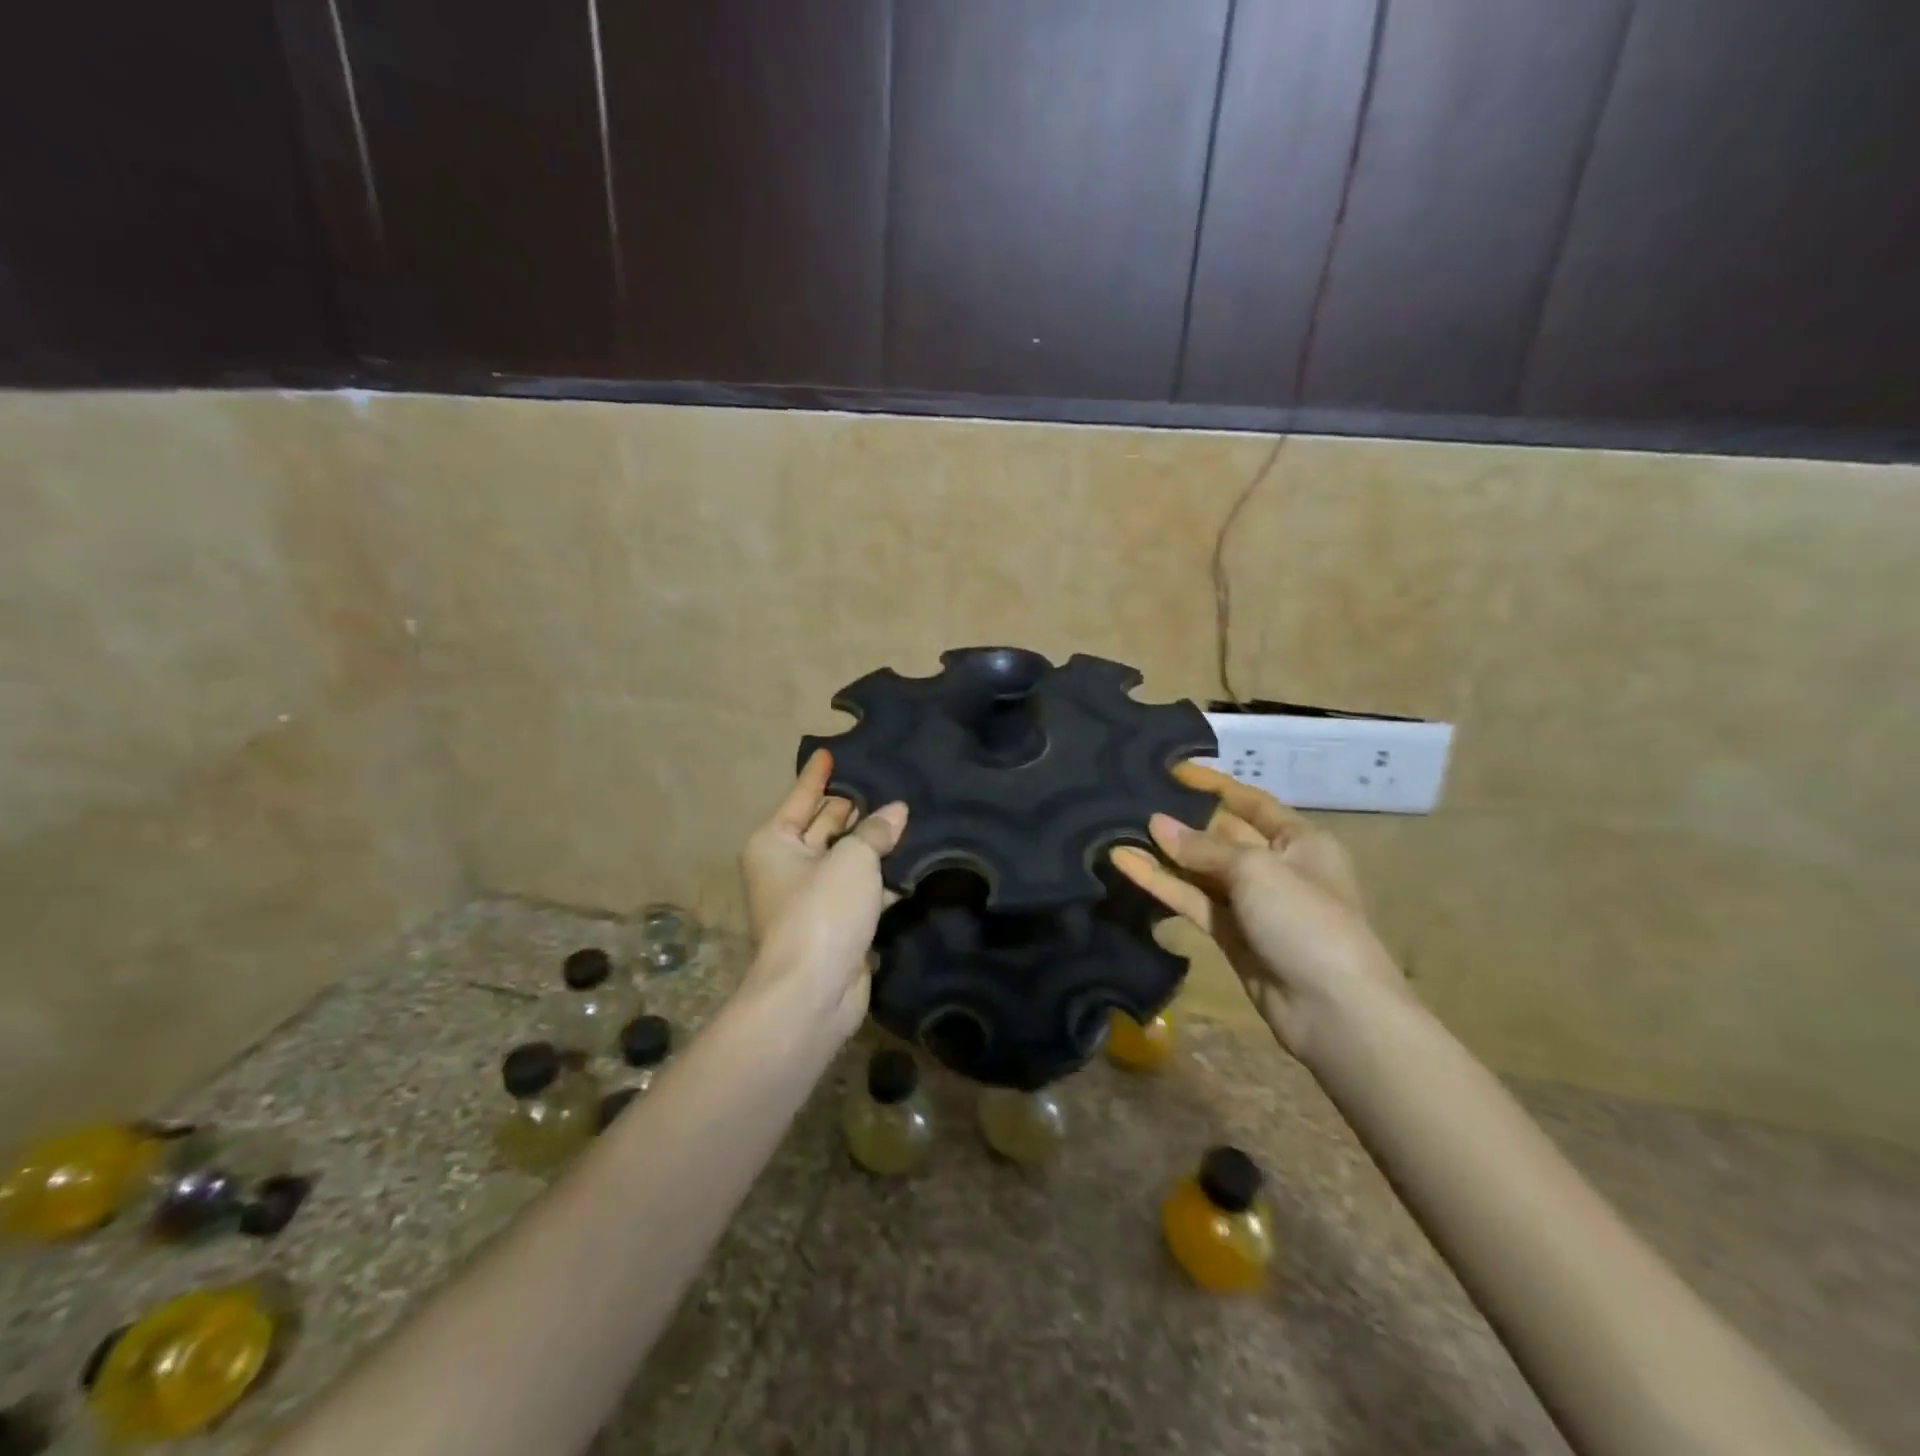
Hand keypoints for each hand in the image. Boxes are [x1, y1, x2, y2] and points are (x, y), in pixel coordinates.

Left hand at [739, 750, 907, 1039]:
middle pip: (824, 825)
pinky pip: (860, 888)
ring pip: (845, 858)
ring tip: (909, 813)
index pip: (802, 797)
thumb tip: (896, 811)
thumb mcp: (852, 859)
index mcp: (775, 842)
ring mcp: (810, 898)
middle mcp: (787, 866)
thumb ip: (876, 831)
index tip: (832, 750)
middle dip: (854, 806)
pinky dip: (881, 876)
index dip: (819, 774)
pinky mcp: (835, 924)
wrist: (813, 991)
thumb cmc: (822, 910)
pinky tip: (911, 859)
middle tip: (889, 780)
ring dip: (872, 842)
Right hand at [1112, 762, 1407, 1060]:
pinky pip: (1192, 900)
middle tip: (1133, 799)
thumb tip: (1156, 824)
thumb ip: (1202, 847)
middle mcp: (1276, 866)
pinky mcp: (1230, 935)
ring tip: (1118, 828)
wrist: (1334, 1010)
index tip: (1172, 769)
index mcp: (1300, 841)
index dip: (1213, 784)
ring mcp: (1251, 903)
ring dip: (1165, 852)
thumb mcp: (1257, 870)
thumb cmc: (1306, 921)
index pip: (1251, 802)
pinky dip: (1162, 884)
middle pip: (1222, 834)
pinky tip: (1126, 864)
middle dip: (1182, 819)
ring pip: (1201, 869)